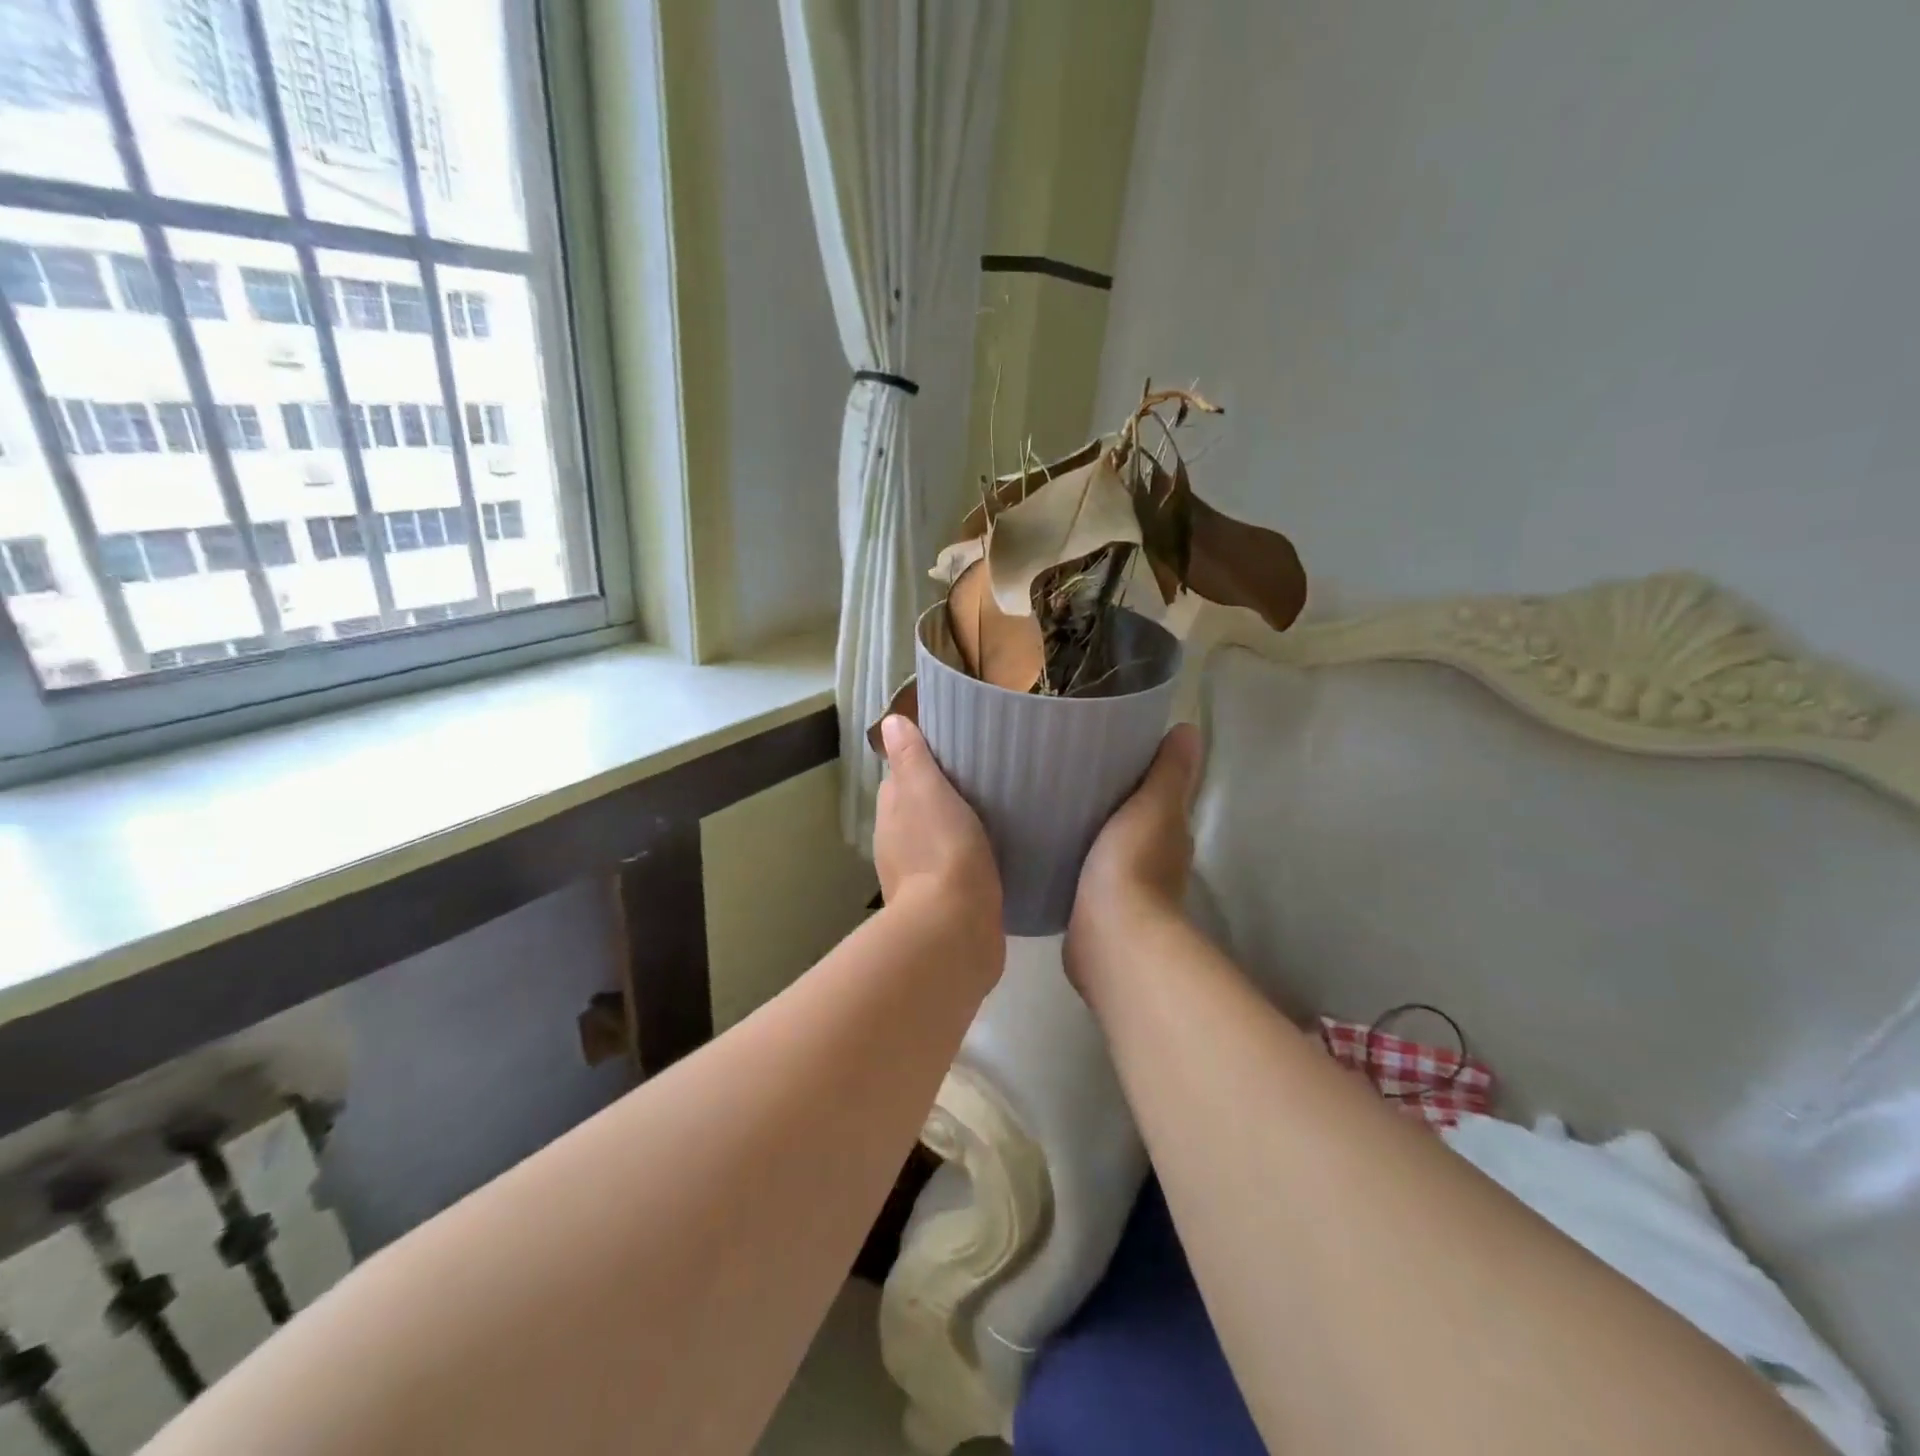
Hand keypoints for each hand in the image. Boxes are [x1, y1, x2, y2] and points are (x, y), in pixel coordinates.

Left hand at [874, 715, 1002, 950]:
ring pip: (933, 843)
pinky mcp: (944, 907)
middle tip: (978, 783)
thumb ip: (910, 757)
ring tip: (990, 817)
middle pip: (915, 812)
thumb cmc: (941, 849)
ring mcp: (918, 881)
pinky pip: (953, 872)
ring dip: (951, 831)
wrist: (956, 928)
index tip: (950, 755)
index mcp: (890, 817)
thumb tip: (890, 721)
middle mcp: (896, 848)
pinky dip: (965, 861)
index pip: (899, 780)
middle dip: (937, 798)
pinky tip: (991, 857)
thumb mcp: (925, 791)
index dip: (919, 766)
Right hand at [1066, 722, 1202, 993]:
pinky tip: (1050, 847)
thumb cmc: (1134, 864)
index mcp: (1171, 833)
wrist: (1111, 937)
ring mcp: (1125, 889)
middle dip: (1112, 801)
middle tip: (1073, 772)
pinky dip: (1075, 858)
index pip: (1161, 795)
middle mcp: (1155, 862)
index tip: (1109, 750)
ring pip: (1108, 847)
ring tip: (1055, 805)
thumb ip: (1169, 771)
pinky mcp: (1095, 909)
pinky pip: (1084, 872)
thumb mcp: (1154, 806)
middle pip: (1134, 821)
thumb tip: (1190, 729)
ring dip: (1091, 831)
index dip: (1143, 774)